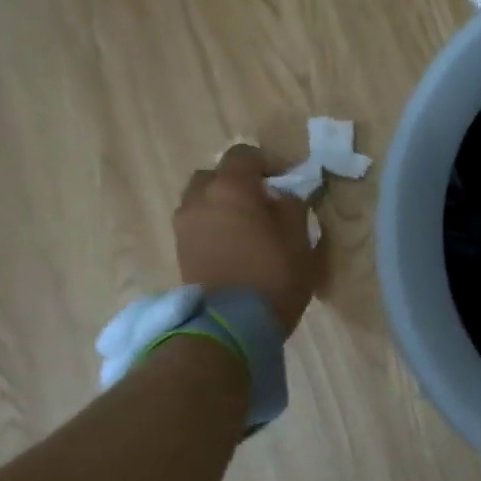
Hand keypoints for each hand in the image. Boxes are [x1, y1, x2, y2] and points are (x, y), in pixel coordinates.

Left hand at [173, 144, 318, 334]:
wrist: (230, 325)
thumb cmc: (273, 276)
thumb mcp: (300, 240)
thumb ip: (293, 208)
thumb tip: (283, 196)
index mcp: (231, 189)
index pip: (244, 155)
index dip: (268, 162)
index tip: (288, 182)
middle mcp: (200, 199)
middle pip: (215, 175)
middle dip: (239, 182)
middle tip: (265, 202)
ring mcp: (185, 225)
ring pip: (203, 199)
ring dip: (224, 204)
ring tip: (250, 226)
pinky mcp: (181, 249)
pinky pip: (198, 222)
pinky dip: (215, 224)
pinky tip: (237, 244)